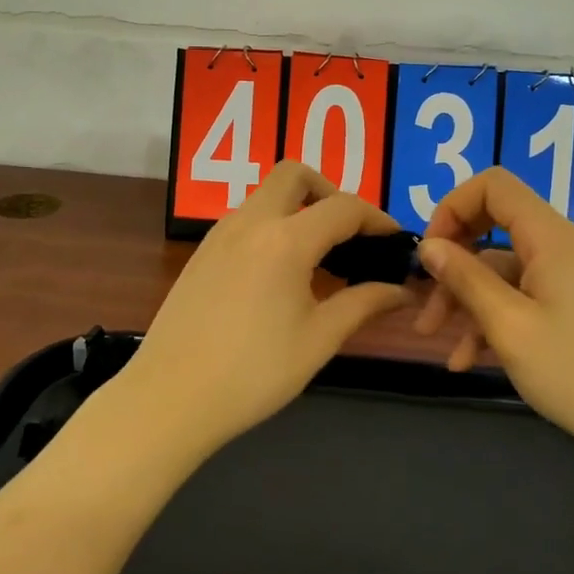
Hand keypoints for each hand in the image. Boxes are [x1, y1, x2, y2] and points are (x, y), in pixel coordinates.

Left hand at [118, 162, 414, 455]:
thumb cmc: (253, 372)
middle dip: (329, 192)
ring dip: (298, 208)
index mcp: (285, 240)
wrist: (170, 397)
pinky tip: (281, 273)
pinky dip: (273, 225)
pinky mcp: (202, 252)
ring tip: (319, 257)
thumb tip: (403, 290)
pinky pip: (246, 218)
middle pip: (294, 175)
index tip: (395, 241)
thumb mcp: (319, 339)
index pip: (343, 207)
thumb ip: (364, 304)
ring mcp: (219, 234)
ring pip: (266, 195)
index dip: (377, 219)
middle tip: (349, 234)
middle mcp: (250, 222)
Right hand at [413, 168, 573, 457]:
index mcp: (550, 238)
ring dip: (465, 300)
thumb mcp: (509, 326)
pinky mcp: (571, 309)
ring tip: (436, 341)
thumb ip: (465, 279)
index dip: (452, 208)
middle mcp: (560, 248)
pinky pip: (520, 298)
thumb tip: (428, 245)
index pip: (493, 186)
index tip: (430, 253)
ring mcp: (567, 280)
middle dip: (452, 262)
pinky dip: (491, 320)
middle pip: (492, 228)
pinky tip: (467, 360)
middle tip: (422, 300)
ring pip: (500, 270)